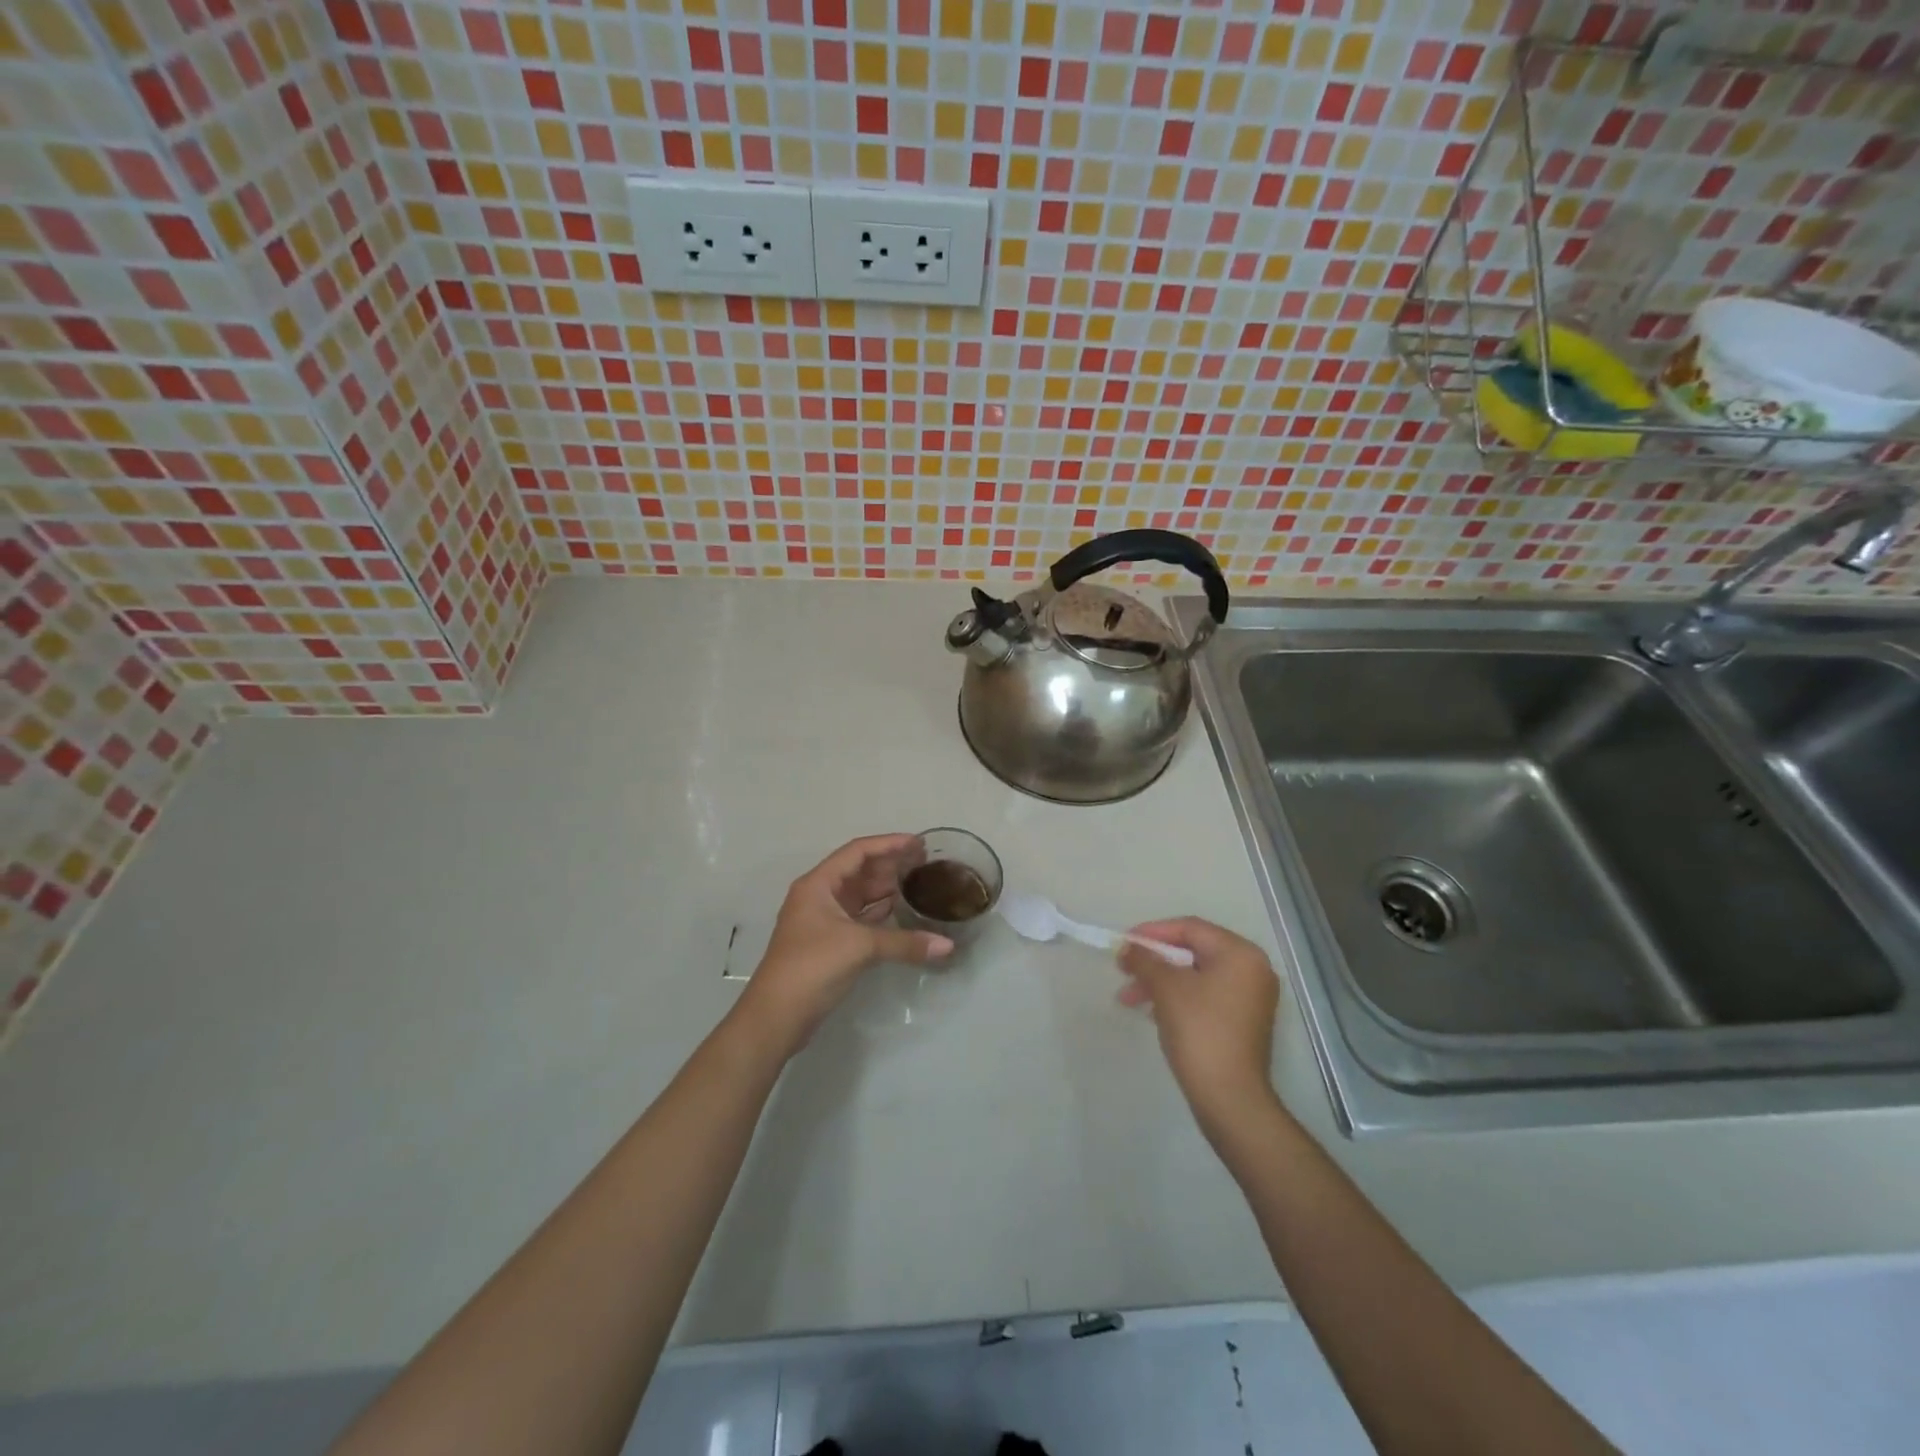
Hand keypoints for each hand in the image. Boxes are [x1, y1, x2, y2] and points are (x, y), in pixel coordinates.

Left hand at [734, 834, 952, 1054]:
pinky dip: (879, 912)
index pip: (857, 852)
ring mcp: (822, 921)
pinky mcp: (828, 943)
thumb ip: (904, 943)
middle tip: (924, 861)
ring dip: (885, 887)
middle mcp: (818, 896)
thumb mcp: (860, 947)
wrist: (776, 1016)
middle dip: (890, 864)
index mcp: (818, 884)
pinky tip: (901, 911)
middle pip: (858, 871)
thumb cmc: (812, 967)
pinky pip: (858, 917)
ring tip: (917, 882)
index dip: (888, 843)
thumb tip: (948, 946)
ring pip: (858, 895)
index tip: (918, 843)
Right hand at [1117, 918, 1280, 1129]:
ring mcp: (1250, 998)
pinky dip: (1178, 998)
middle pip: (1193, 951)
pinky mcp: (1243, 1022)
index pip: (1190, 928)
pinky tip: (1152, 1012)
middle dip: (1154, 961)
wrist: (1230, 1098)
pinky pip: (1205, 996)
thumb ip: (1144, 959)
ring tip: (1129, 998)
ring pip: (1196, 976)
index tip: (1124, 942)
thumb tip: (1128, 948)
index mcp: (1240, 954)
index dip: (1153, 932)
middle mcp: (1252, 970)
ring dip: (1160, 982)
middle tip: (1123, 970)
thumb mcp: (1166, 988)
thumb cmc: (1200, 1031)